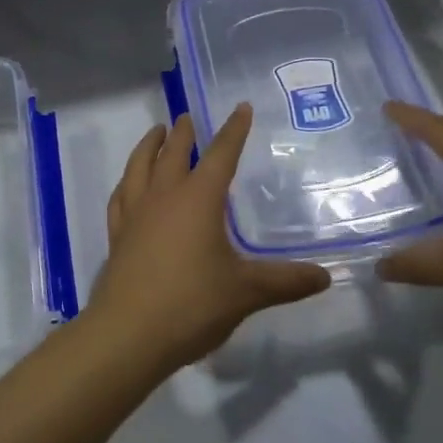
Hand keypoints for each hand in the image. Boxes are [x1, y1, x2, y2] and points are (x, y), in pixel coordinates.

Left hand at [92, 105, 331, 369]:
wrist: (129, 334)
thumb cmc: (192, 304)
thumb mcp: (246, 292)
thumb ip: (285, 282)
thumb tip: (325, 276)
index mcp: (198, 200)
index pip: (220, 154)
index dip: (233, 131)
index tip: (240, 108)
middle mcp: (163, 197)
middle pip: (173, 153)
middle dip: (184, 132)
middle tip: (188, 117)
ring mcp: (135, 215)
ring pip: (138, 167)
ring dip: (148, 146)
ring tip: (156, 134)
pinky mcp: (117, 236)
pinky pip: (120, 197)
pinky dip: (126, 183)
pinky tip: (128, 186)